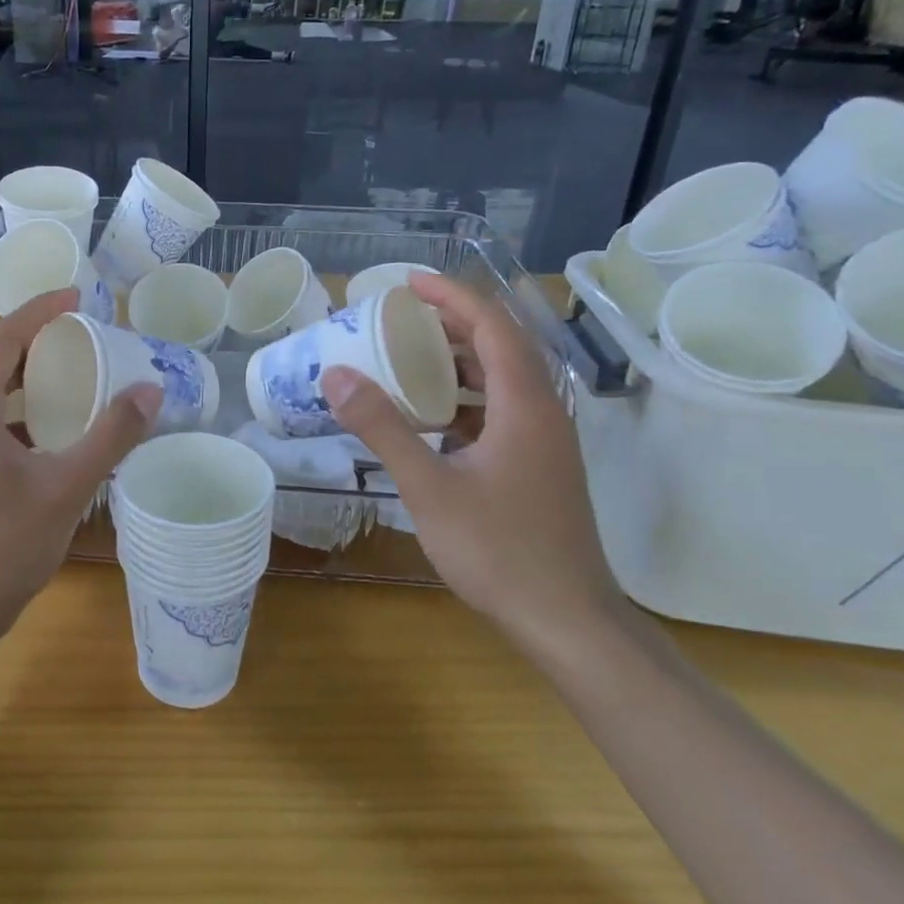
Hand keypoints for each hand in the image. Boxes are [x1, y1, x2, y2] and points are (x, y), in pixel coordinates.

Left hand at [0, 289, 160, 664]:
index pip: (4, 336)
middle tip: (72, 329)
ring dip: (18, 366)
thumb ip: (111, 436)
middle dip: (26, 332)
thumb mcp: (68, 487)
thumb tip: (151, 390)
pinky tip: (49, 422)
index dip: (39, 309)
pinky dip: (14, 400)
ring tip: (65, 367)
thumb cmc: (6, 546)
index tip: (77, 295)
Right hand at [319, 273, 622, 650]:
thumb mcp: (429, 487)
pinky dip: (465, 400)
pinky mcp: (539, 467)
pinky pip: (501, 412)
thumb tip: (336, 375)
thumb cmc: (499, 550)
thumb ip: (383, 428)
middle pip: (501, 347)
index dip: (453, 297)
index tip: (409, 283)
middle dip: (452, 323)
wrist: (568, 621)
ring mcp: (545, 442)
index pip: (493, 327)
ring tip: (409, 357)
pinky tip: (432, 418)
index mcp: (525, 405)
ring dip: (460, 362)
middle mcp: (542, 413)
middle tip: (401, 317)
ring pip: (503, 381)